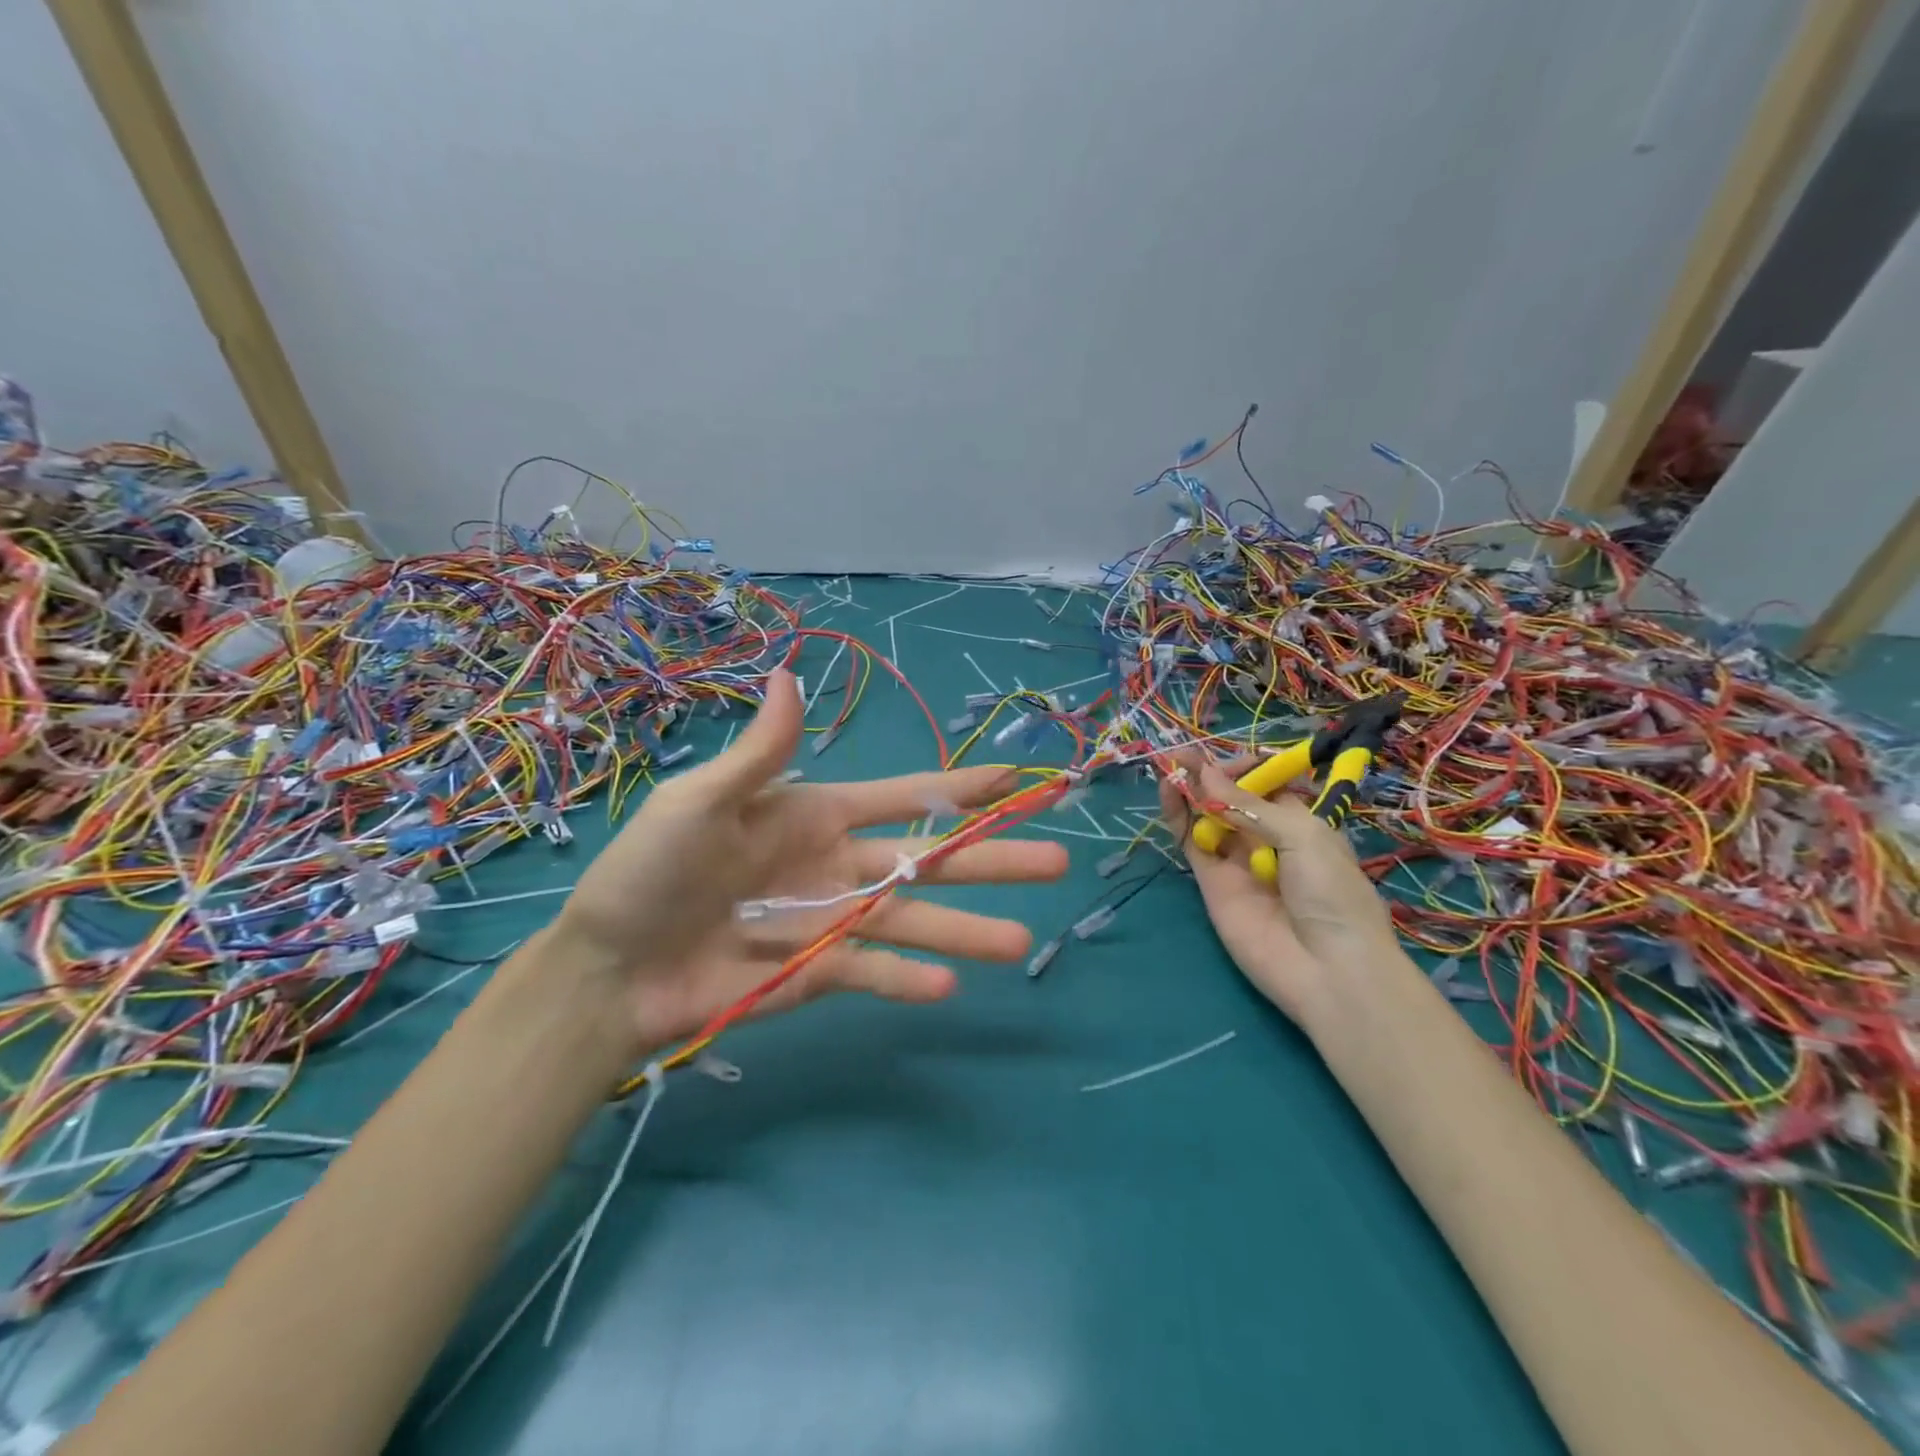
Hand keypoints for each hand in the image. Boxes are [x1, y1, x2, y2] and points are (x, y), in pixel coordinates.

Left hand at [557, 669, 1068, 1052]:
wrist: (608, 968)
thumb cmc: (651, 872)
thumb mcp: (700, 802)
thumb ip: (760, 754)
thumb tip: (789, 674)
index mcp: (817, 814)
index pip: (905, 796)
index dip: (960, 788)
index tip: (1016, 779)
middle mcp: (838, 864)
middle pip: (928, 860)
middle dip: (990, 859)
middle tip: (1056, 863)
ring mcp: (831, 921)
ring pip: (912, 921)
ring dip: (966, 930)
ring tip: (1020, 940)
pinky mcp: (816, 973)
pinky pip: (871, 973)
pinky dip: (907, 981)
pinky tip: (949, 987)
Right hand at [1159, 751, 1398, 1023]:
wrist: (1325, 968)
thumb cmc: (1332, 893)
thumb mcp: (1303, 836)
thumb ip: (1250, 805)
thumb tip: (1207, 775)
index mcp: (1303, 823)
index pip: (1268, 783)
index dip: (1247, 768)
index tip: (1232, 762)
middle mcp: (1267, 837)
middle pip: (1233, 796)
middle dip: (1212, 773)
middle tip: (1184, 754)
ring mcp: (1236, 859)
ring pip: (1207, 815)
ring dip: (1190, 788)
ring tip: (1171, 764)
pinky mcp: (1211, 880)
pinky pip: (1191, 841)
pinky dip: (1178, 815)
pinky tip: (1169, 791)